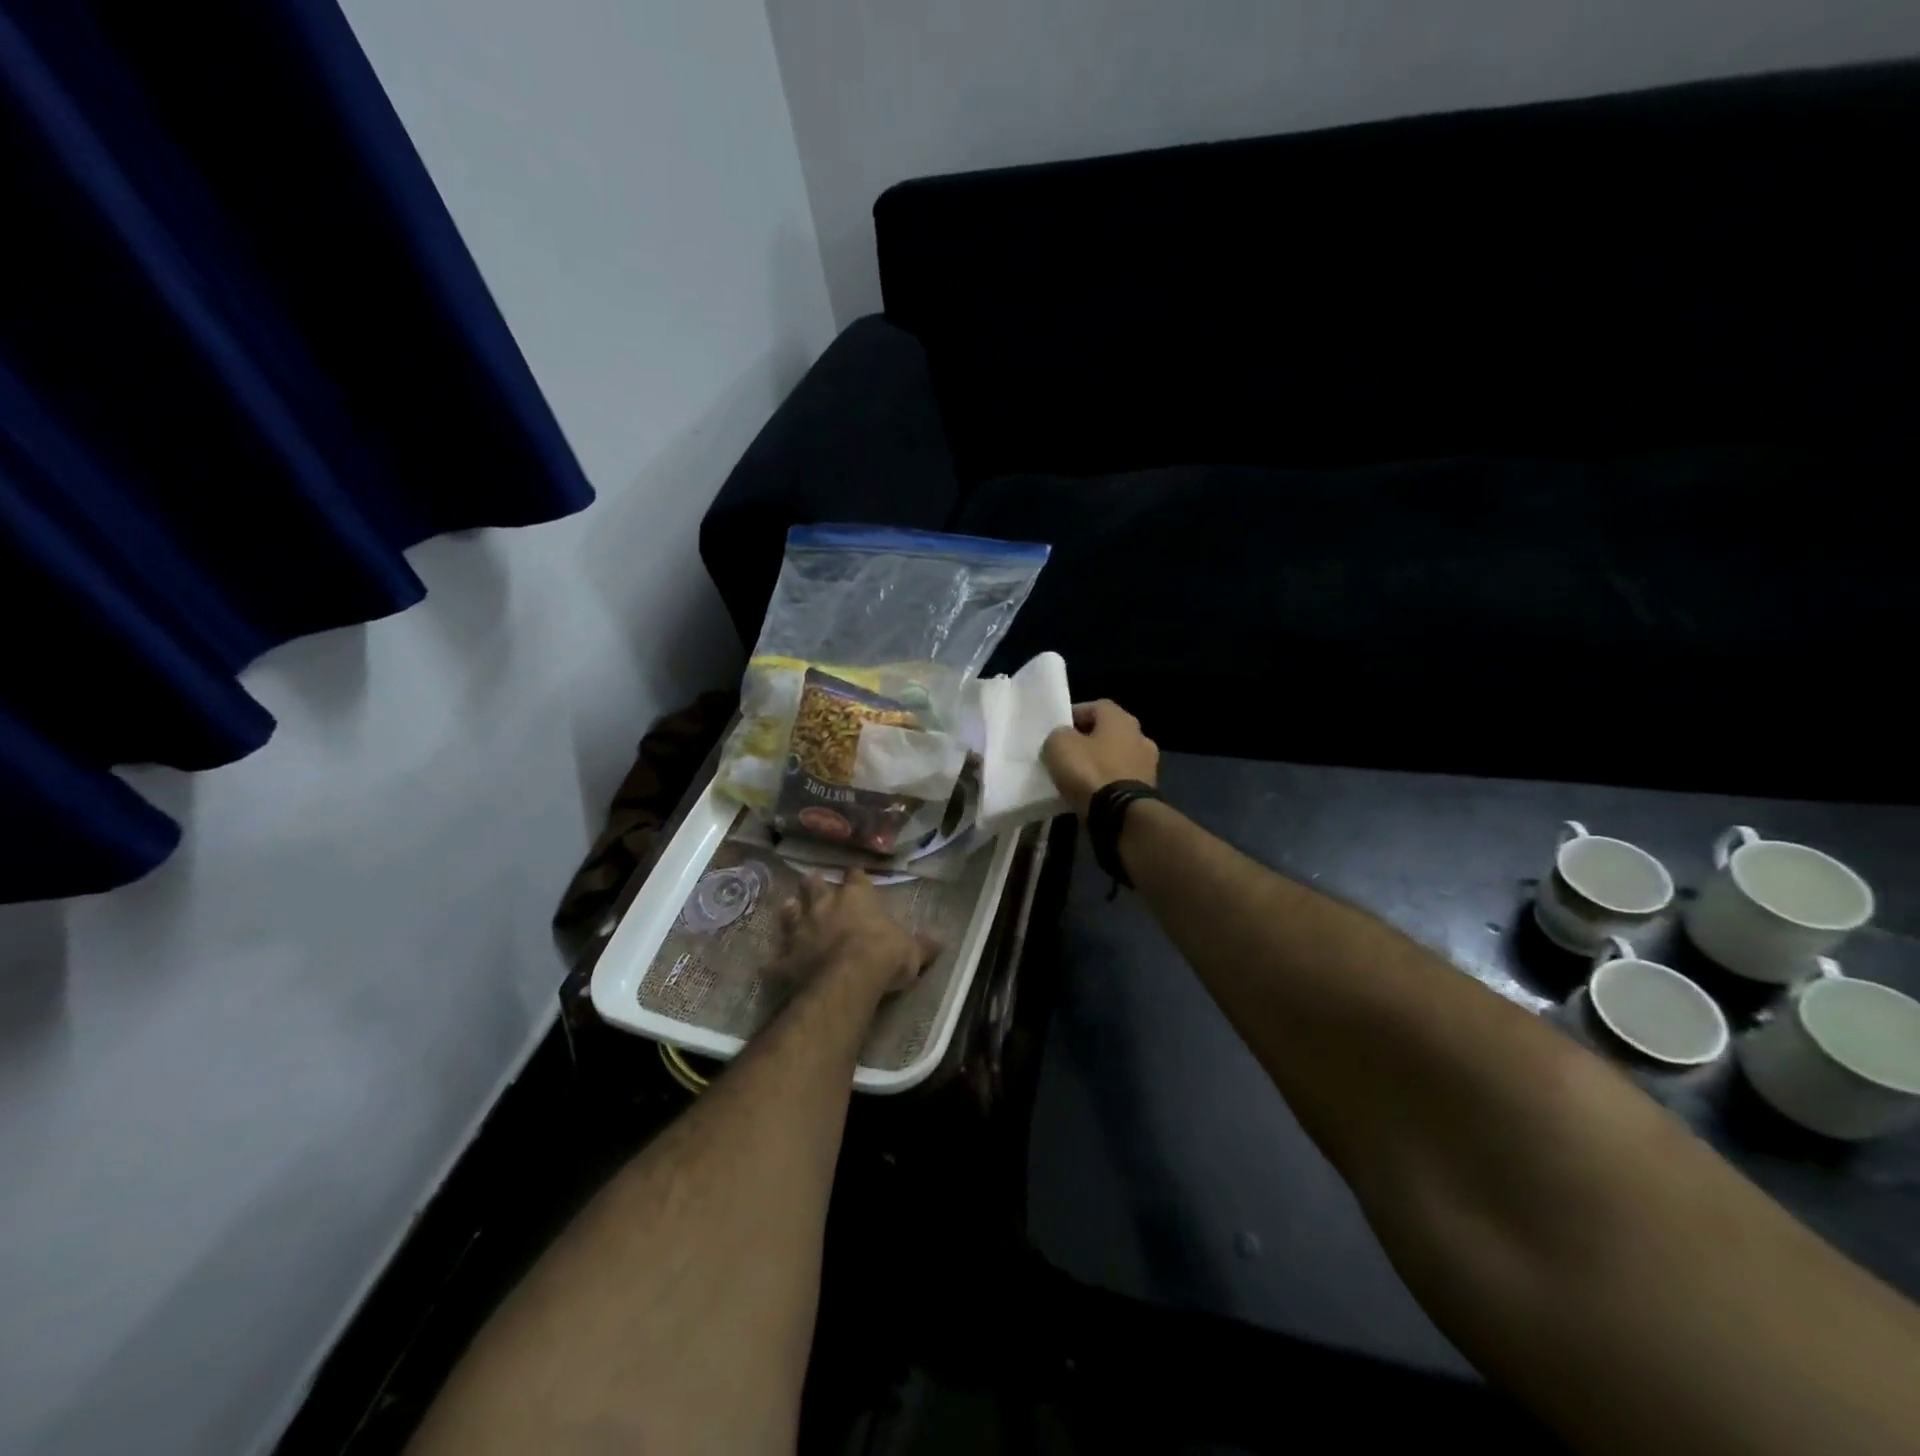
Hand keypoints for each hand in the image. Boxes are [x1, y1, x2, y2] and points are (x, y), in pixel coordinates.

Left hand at [777, 869, 936, 998]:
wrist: (847, 980)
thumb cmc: (884, 956)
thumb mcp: (912, 951)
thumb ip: (922, 945)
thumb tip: (940, 941)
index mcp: (856, 897)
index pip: (855, 877)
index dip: (855, 876)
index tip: (855, 875)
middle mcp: (824, 906)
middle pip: (814, 885)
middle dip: (813, 884)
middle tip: (812, 881)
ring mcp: (800, 931)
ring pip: (790, 913)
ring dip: (791, 912)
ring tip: (790, 908)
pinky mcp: (785, 959)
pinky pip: (776, 960)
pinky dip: (776, 962)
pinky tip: (772, 967)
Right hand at [1042, 699, 1159, 817]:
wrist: (1121, 815)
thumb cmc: (1090, 771)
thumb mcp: (1059, 745)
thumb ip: (1058, 735)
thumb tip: (1063, 738)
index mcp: (1121, 718)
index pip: (1095, 707)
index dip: (1074, 716)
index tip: (1057, 730)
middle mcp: (1140, 735)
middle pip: (1108, 732)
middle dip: (1088, 741)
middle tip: (1067, 753)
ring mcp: (1148, 764)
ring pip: (1116, 756)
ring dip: (1100, 763)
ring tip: (1077, 776)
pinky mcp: (1148, 790)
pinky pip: (1121, 779)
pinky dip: (1108, 783)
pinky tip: (1092, 793)